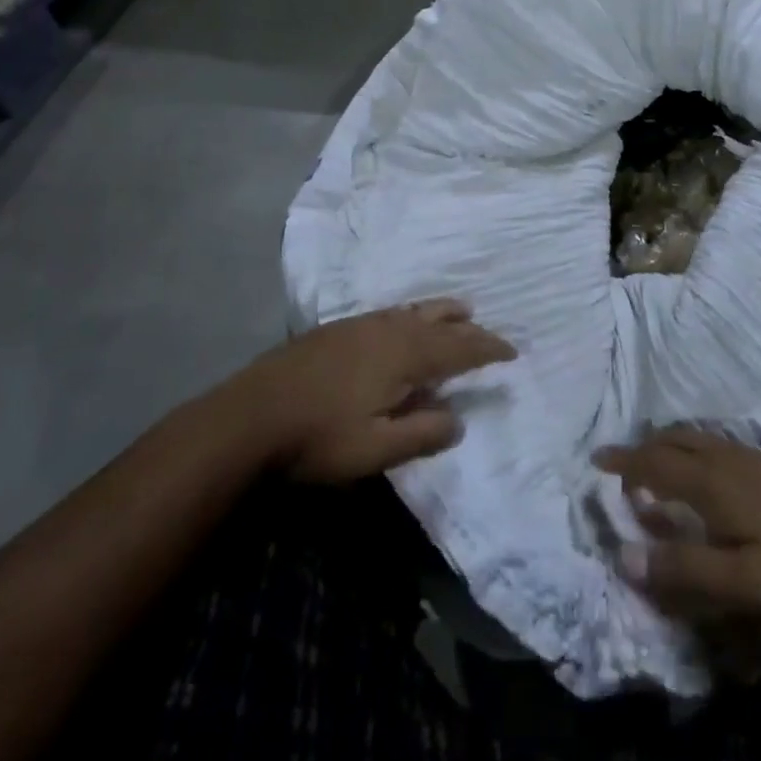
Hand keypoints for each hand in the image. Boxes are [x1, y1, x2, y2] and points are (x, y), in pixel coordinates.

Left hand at [247, 300, 514, 482]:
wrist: (249, 415)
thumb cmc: (318, 437)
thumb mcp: (376, 449)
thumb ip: (422, 434)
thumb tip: (458, 420)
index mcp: (405, 355)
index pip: (459, 348)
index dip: (488, 349)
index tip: (512, 351)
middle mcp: (389, 329)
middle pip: (439, 321)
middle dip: (467, 326)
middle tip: (487, 330)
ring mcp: (361, 324)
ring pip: (413, 310)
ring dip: (440, 313)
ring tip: (457, 311)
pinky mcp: (337, 328)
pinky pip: (390, 312)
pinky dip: (412, 315)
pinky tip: (402, 324)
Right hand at [594, 428, 760, 623]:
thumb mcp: (741, 584)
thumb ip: (682, 569)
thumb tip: (623, 555)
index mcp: (714, 483)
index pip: (656, 464)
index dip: (625, 461)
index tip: (596, 459)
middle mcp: (727, 460)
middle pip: (675, 441)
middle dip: (644, 447)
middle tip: (621, 463)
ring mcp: (752, 459)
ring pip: (697, 439)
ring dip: (669, 445)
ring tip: (654, 463)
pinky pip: (715, 445)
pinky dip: (692, 449)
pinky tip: (703, 473)